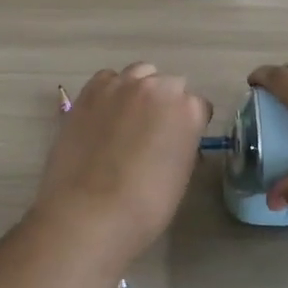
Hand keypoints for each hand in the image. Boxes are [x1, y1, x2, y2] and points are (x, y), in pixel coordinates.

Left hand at [33, 63, 211, 269]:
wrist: (88, 213)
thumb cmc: (144, 207)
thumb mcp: (180, 177)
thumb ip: (182, 145)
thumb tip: (173, 139)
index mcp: (188, 110)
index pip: (199, 106)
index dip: (190, 125)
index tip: (179, 141)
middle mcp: (158, 88)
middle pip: (170, 84)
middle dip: (166, 104)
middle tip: (153, 131)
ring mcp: (122, 85)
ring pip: (140, 74)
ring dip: (140, 90)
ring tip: (127, 118)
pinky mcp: (91, 90)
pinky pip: (108, 78)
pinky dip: (110, 91)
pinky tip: (104, 114)